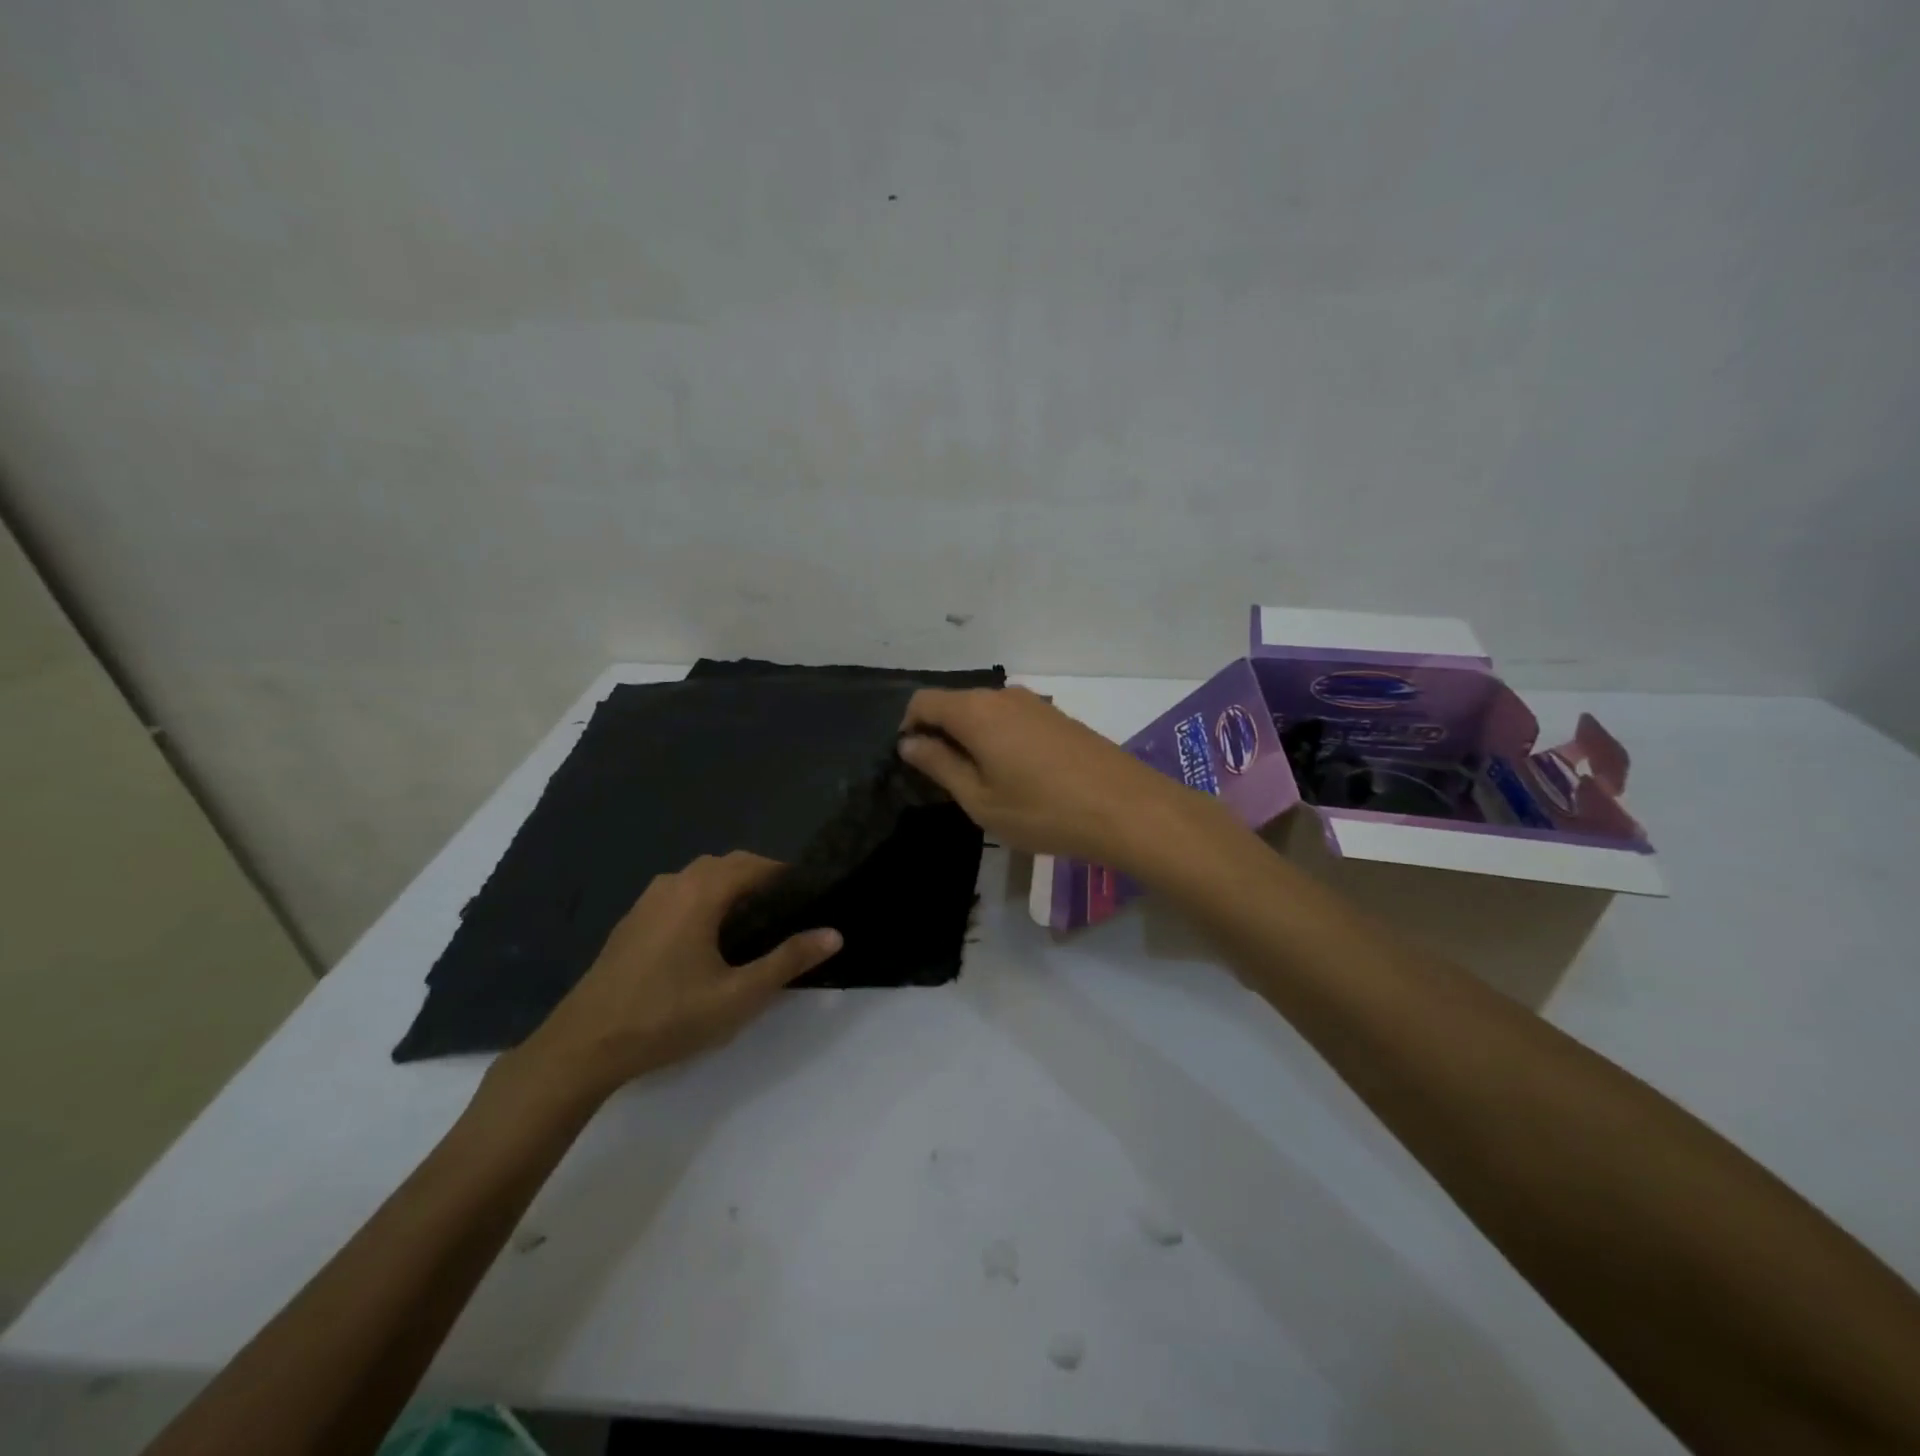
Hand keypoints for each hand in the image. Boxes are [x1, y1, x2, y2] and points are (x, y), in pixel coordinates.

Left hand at [513, 852, 841, 1099]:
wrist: (584, 1046)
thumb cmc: (668, 1016)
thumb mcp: (738, 995)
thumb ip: (788, 960)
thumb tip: (834, 934)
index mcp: (702, 891)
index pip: (756, 865)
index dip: (787, 876)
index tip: (811, 896)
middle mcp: (675, 883)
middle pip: (729, 865)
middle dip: (762, 879)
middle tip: (789, 912)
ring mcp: (648, 900)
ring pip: (702, 877)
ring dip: (731, 888)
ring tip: (755, 922)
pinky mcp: (633, 921)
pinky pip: (680, 893)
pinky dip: (705, 900)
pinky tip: (710, 938)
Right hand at [899, 686, 1228, 871]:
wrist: (1126, 808)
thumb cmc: (1042, 810)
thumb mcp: (980, 799)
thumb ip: (939, 765)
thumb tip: (909, 742)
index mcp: (975, 711)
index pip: (923, 701)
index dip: (908, 728)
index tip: (913, 764)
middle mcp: (1002, 695)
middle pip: (954, 703)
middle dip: (940, 734)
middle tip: (946, 782)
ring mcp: (1035, 703)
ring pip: (985, 712)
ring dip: (971, 739)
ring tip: (983, 783)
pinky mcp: (1058, 717)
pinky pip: (1012, 719)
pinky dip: (999, 739)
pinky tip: (1017, 776)